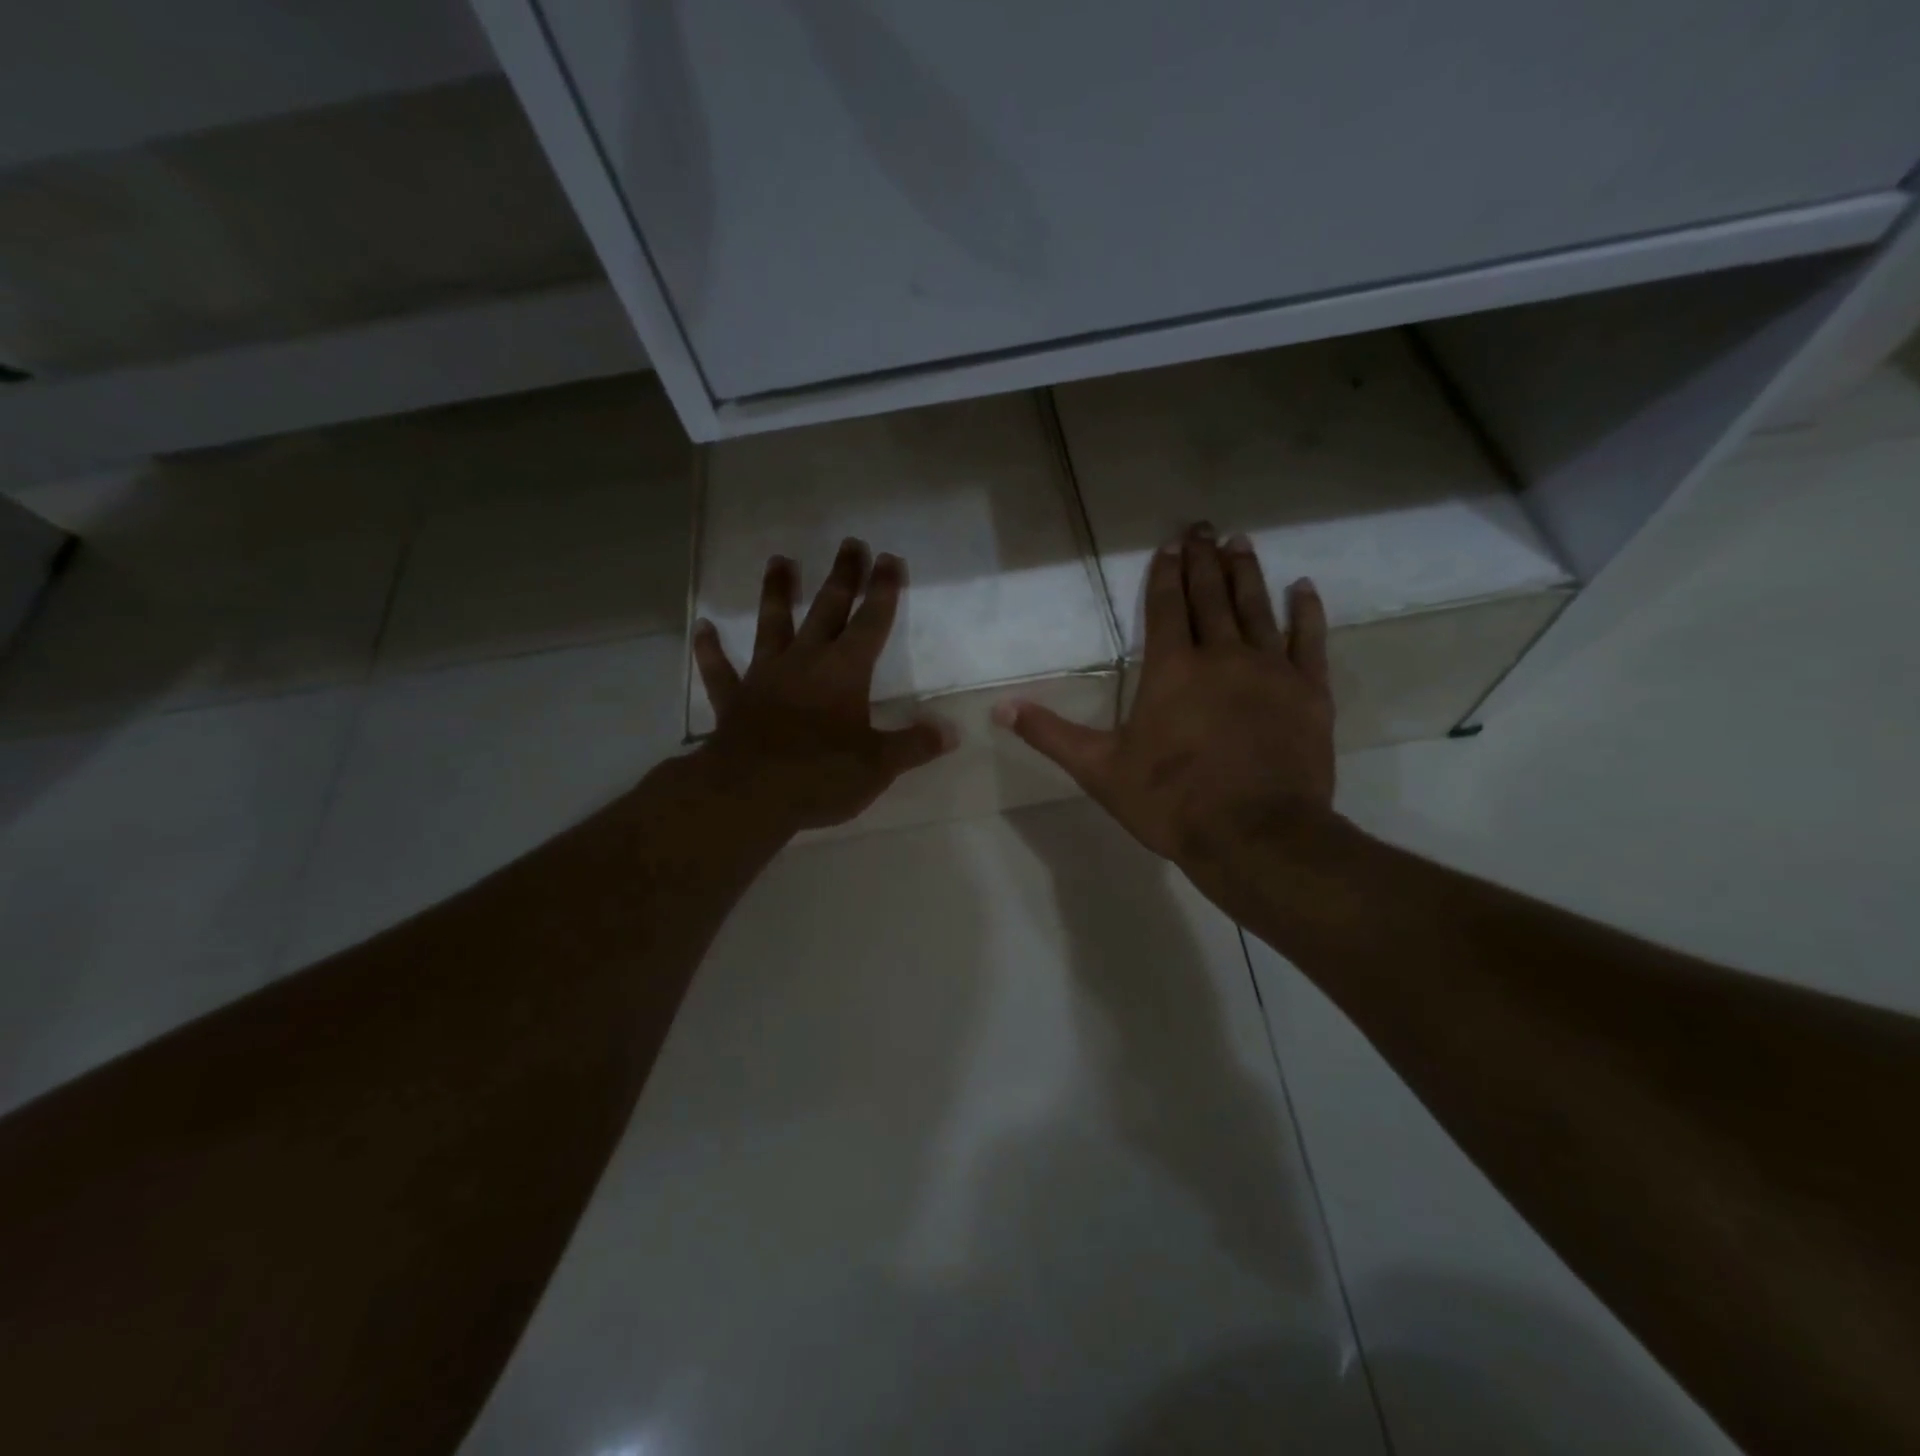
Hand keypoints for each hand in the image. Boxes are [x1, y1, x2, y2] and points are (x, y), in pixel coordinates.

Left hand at [691, 538, 953, 834]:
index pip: (871, 622)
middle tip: (849, 543)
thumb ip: (914, 746)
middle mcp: (805, 662)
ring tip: (779, 561)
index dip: (883, 590)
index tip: (888, 558)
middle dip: (842, 577)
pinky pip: (720, 670)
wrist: (748, 794)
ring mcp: (765, 677)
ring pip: (772, 625)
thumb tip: (950, 733)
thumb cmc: (820, 775)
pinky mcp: (734, 700)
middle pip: (826, 610)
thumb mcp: (878, 766)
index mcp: (845, 672)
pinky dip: (710, 650)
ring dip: (776, 593)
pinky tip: (702, 628)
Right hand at [995, 524, 1335, 877]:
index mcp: (1171, 670)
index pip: (1167, 608)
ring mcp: (1270, 670)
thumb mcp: (1099, 770)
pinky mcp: (1309, 692)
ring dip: (1246, 573)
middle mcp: (1221, 656)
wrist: (1256, 836)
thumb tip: (1000, 709)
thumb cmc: (1171, 801)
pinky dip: (1307, 611)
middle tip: (1203, 526)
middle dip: (1203, 560)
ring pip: (1257, 608)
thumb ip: (1051, 734)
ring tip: (1241, 542)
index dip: (1166, 574)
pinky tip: (1303, 588)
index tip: (1170, 545)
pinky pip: (1309, 640)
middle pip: (1211, 596)